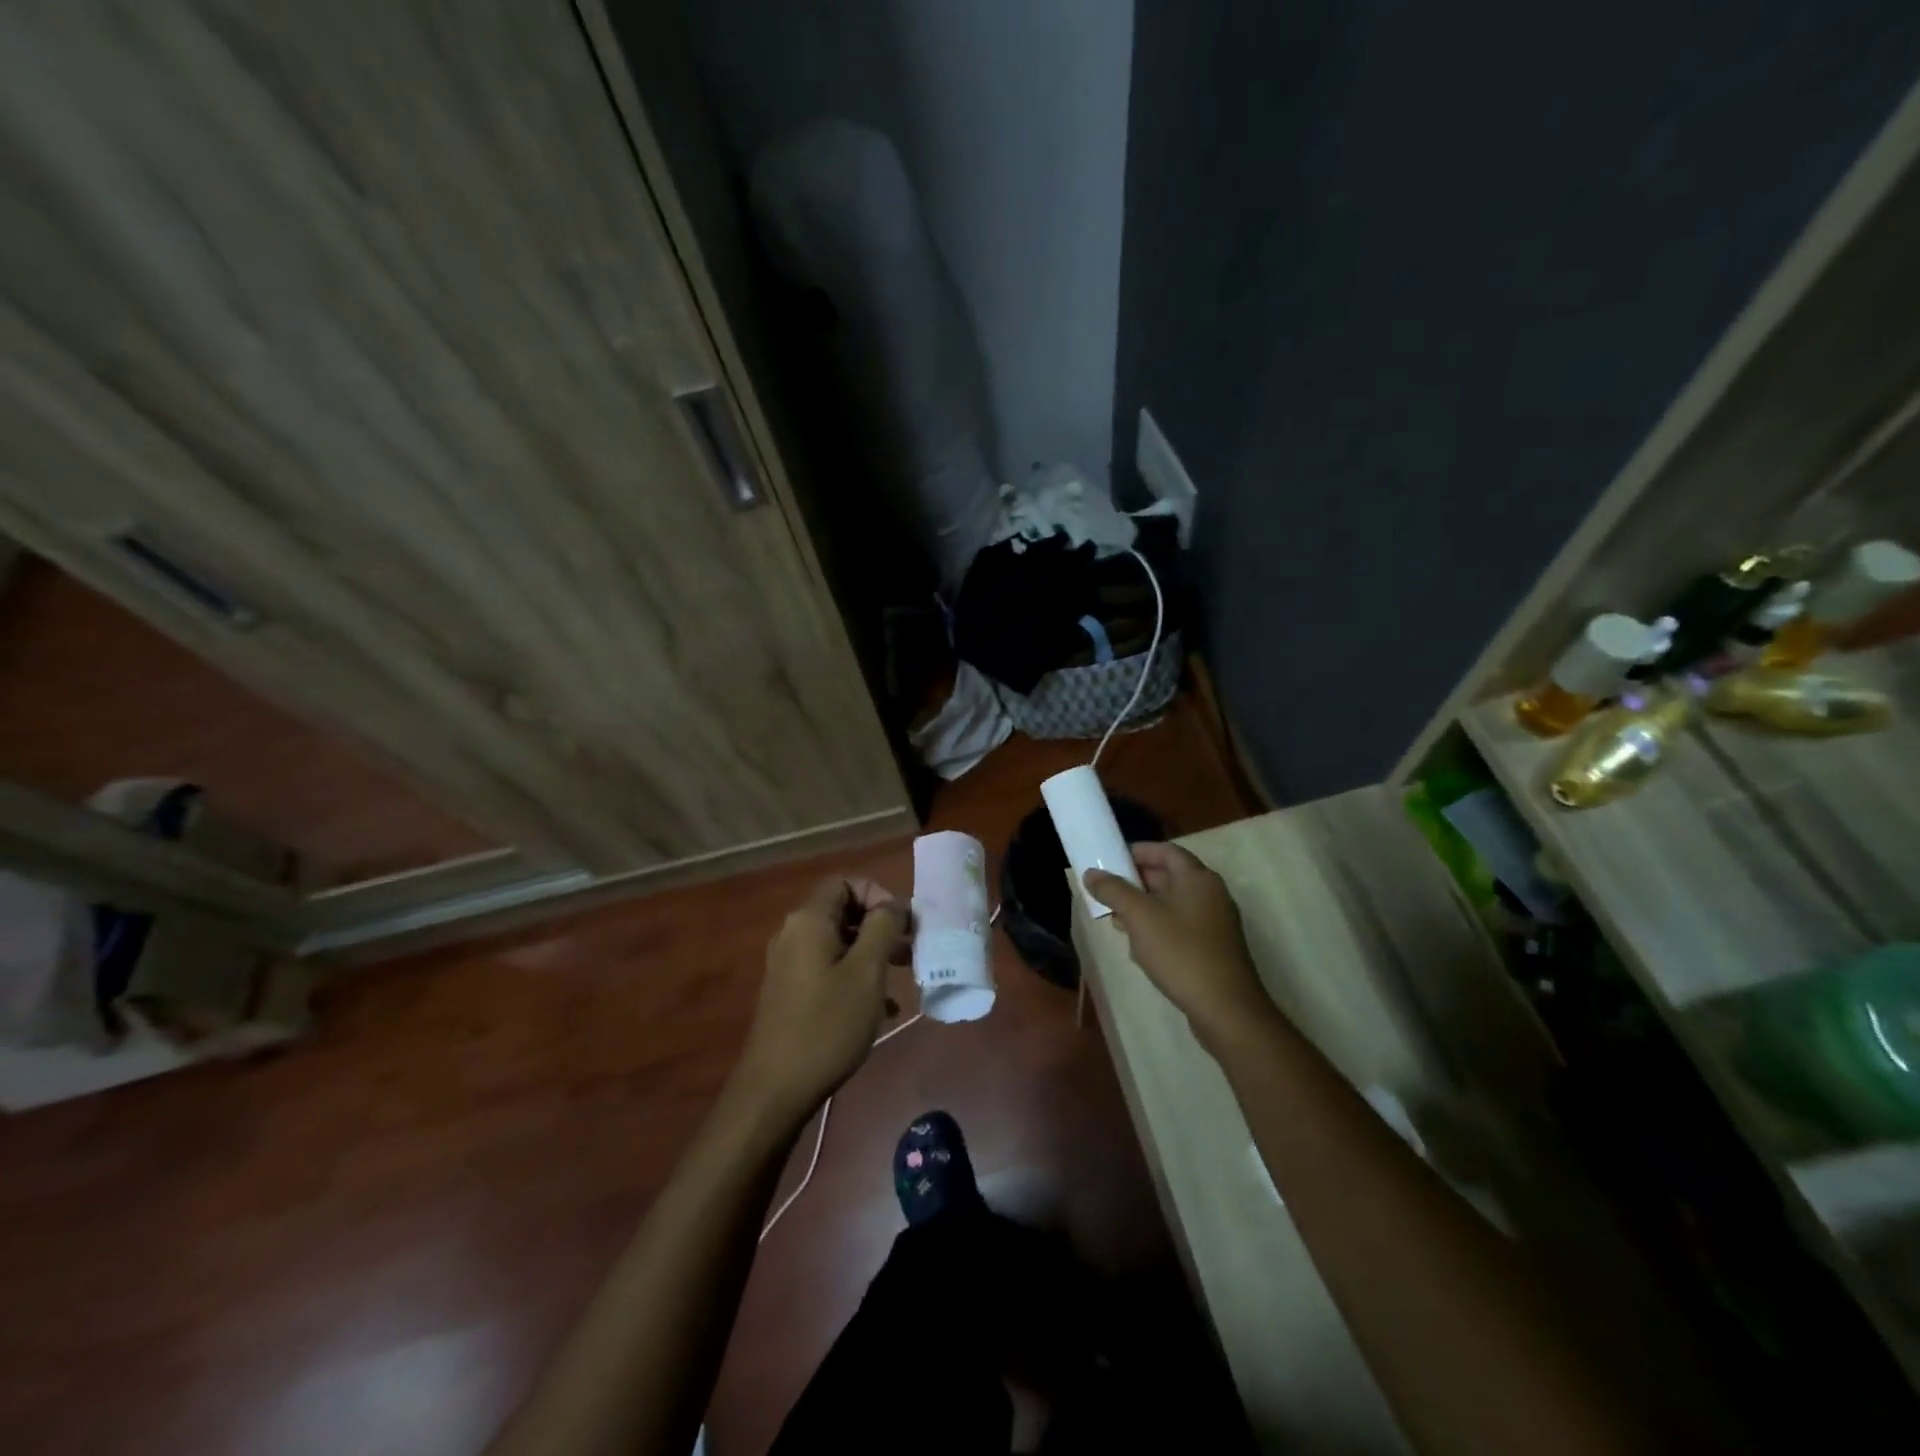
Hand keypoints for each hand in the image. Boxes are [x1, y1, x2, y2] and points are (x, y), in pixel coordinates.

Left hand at [735, 876, 907, 1119]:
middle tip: (910, 950)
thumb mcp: (866, 972)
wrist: (776, 1088)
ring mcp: (788, 964)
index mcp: (809, 920)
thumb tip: (894, 903)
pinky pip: (828, 968)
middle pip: (843, 912)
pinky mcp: (790, 992)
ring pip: (838, 943)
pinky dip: (855, 977)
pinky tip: (881, 1010)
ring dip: (872, 954)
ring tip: (902, 979)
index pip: (846, 882)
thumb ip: (882, 928)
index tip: (903, 924)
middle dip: (880, 927)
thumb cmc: (828, 1024)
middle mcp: (793, 934)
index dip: (878, 894)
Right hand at [1084, 844, 1275, 1048]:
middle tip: (1107, 890)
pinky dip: (1158, 927)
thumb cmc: (1181, 953)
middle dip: (1136, 882)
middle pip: (1169, 876)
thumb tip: (1091, 873)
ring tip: (1116, 919)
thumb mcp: (1140, 918)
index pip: (1166, 851)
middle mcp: (1211, 894)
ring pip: (1173, 903)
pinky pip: (1181, 926)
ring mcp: (1215, 923)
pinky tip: (1139, 946)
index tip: (1110, 859)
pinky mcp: (1214, 948)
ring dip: (1144, 907)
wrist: (1226, 1010)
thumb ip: (1114, 891)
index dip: (1138, 851)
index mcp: (1197, 878)